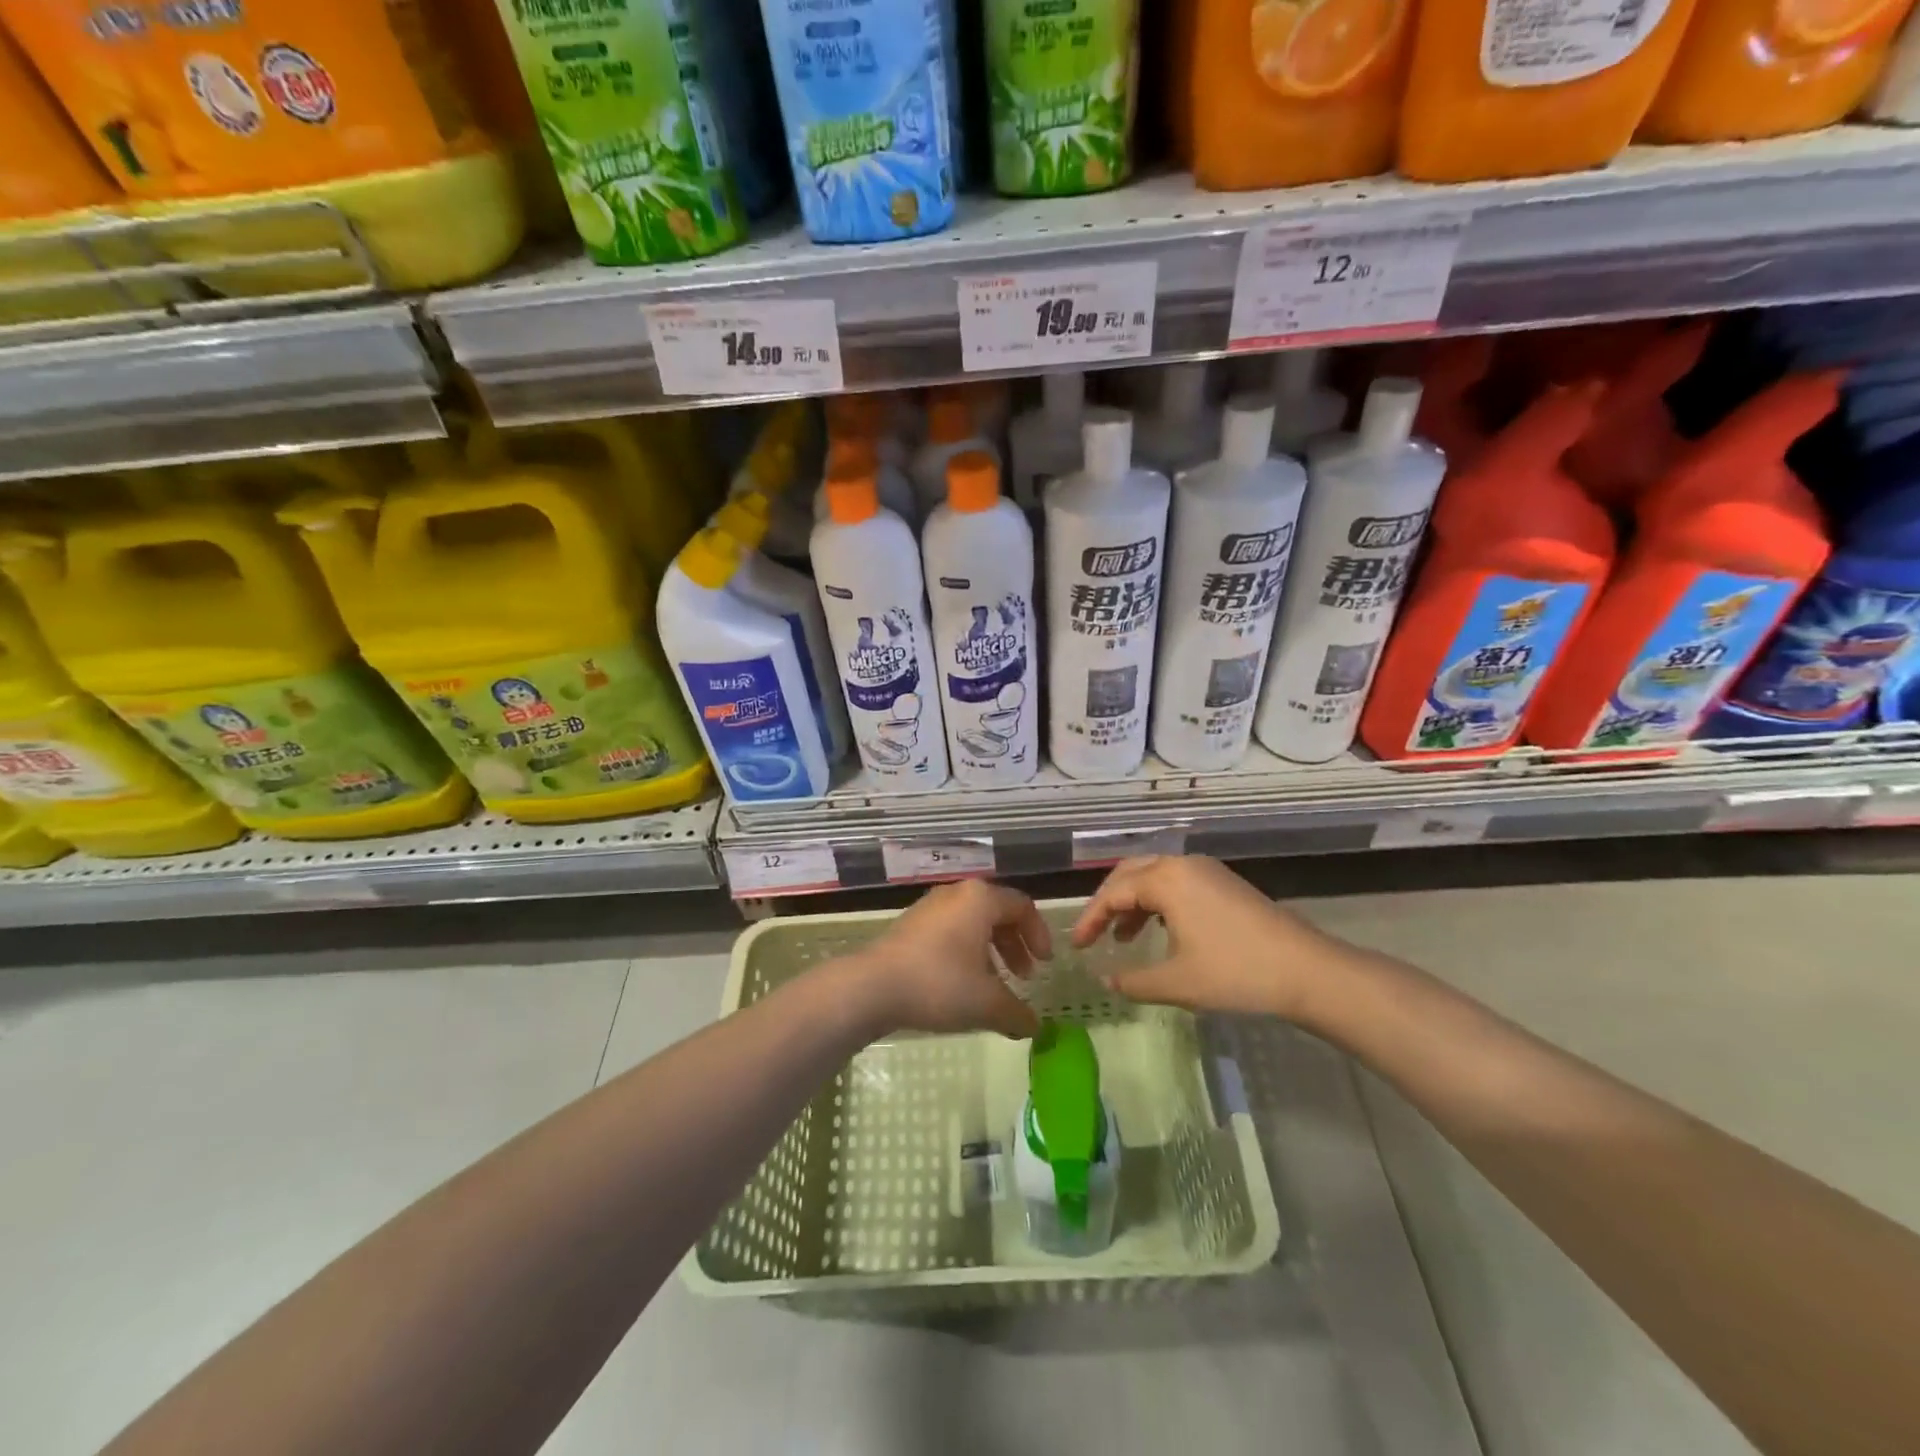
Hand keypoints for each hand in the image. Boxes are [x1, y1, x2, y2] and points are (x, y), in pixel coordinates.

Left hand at [843, 880, 1050, 1039]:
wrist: (872, 987)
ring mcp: (930, 907)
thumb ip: (1018, 1013)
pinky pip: (950, 931)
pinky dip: (966, 952)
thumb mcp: (987, 1003)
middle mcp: (957, 894)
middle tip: (1024, 976)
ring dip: (991, 951)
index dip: (1039, 935)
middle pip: (997, 912)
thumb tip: (1036, 1027)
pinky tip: (963, 985)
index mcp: (980, 899)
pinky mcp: (910, 925)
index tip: (1045, 965)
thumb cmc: (939, 984)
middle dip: (1015, 945)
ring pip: (972, 923)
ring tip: (995, 985)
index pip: (1023, 907)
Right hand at [1070, 855, 1357, 1023]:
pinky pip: (1177, 883)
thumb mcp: (1176, 982)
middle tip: (1093, 933)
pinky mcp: (1224, 883)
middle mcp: (1183, 864)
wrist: (1307, 971)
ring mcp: (1207, 871)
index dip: (1090, 918)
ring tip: (1123, 938)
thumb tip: (1105, 979)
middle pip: (1130, 873)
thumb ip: (1133, 981)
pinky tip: (1159, 932)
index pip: (1113, 892)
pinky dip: (1157, 903)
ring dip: (1133, 903)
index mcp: (1166, 879)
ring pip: (1154, 876)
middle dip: (1107, 902)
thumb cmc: (1235, 973)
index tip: (1077, 946)